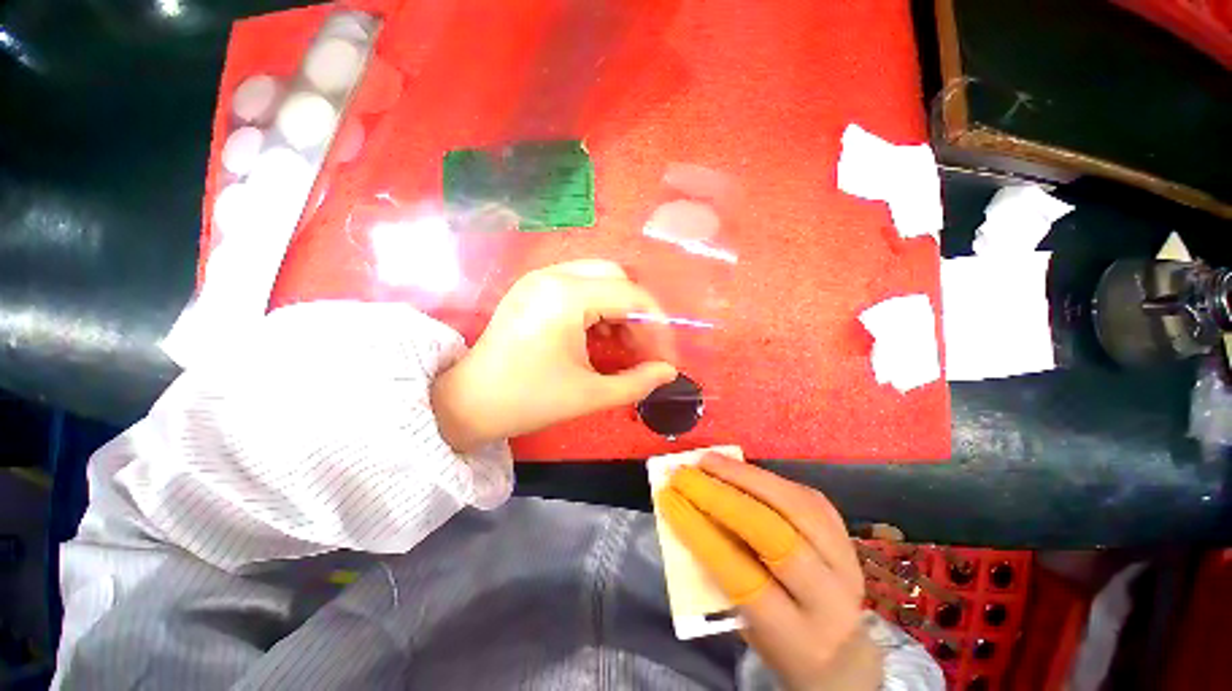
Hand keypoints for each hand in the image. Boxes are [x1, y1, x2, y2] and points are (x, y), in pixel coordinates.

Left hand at [432, 260, 678, 451]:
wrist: (469, 403)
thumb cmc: (528, 400)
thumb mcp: (590, 394)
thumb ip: (637, 382)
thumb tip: (669, 371)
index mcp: (567, 297)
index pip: (631, 295)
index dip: (657, 326)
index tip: (665, 355)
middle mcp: (553, 275)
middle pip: (617, 276)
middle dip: (638, 312)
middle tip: (644, 347)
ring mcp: (539, 278)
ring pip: (599, 278)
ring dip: (619, 307)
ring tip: (624, 343)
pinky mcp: (533, 287)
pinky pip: (579, 284)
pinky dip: (598, 306)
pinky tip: (599, 334)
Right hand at [657, 454, 882, 689]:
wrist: (838, 645)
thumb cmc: (777, 637)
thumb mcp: (744, 622)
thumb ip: (719, 572)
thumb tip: (688, 513)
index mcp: (798, 636)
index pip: (742, 576)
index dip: (701, 533)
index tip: (669, 500)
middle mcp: (830, 597)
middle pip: (774, 536)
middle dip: (723, 498)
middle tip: (687, 474)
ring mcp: (844, 558)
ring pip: (793, 505)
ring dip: (743, 476)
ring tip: (707, 460)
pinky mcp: (842, 530)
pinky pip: (800, 493)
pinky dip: (763, 477)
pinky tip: (736, 467)